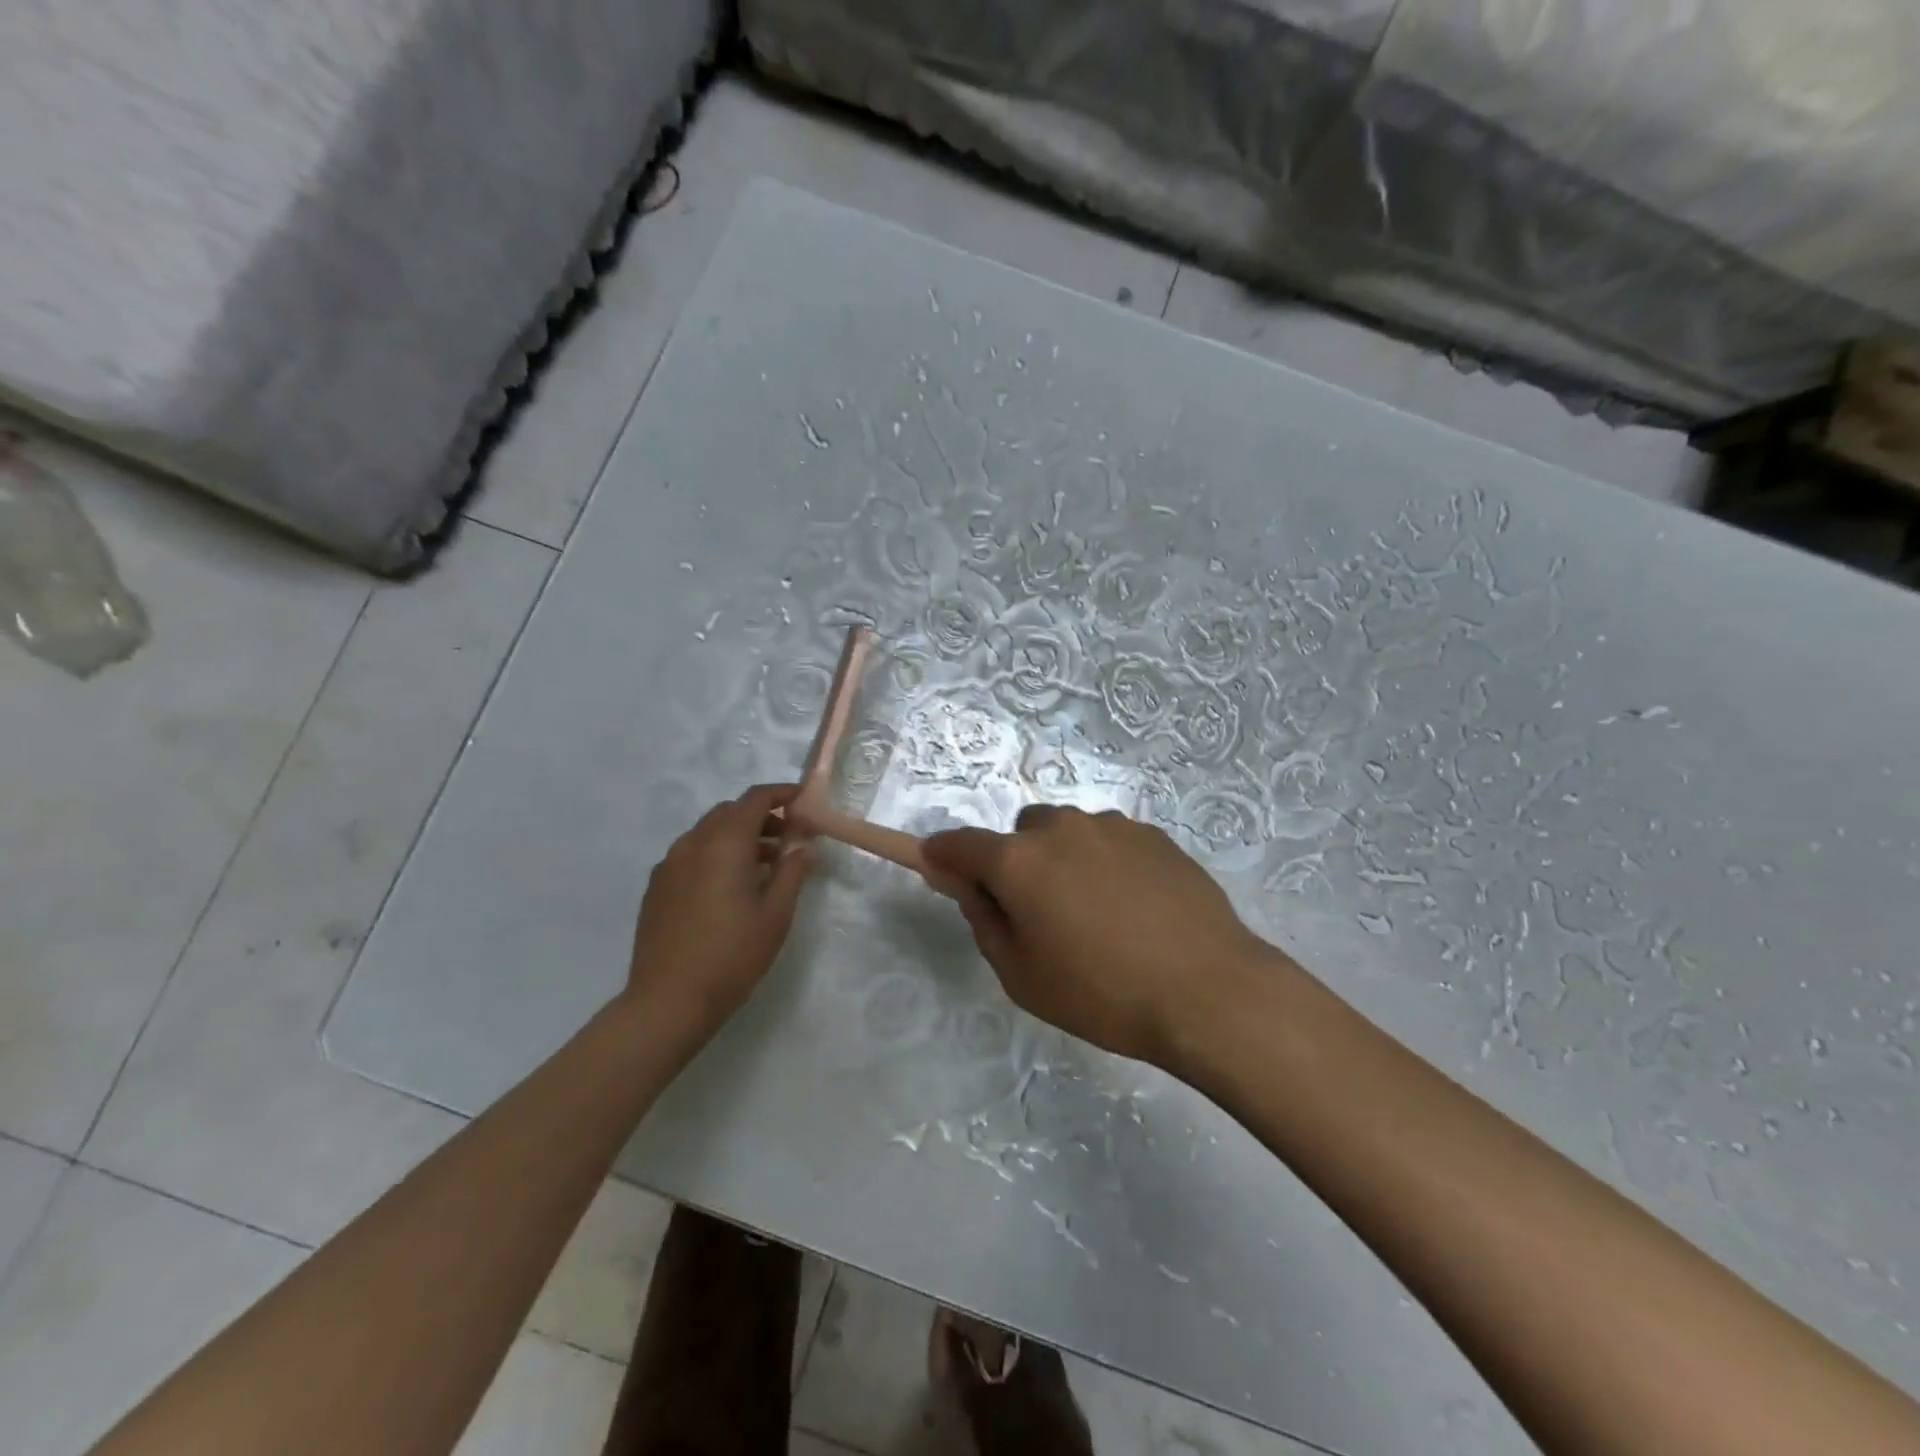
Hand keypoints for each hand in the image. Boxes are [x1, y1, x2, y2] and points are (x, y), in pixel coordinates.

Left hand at [625, 785, 815, 1038]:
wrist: (668, 1001)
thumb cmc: (732, 956)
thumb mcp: (775, 915)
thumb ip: (792, 872)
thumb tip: (803, 845)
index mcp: (724, 844)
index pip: (754, 800)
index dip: (780, 794)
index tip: (803, 800)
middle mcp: (692, 844)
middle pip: (729, 812)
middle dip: (761, 816)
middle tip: (789, 838)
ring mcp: (669, 864)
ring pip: (708, 832)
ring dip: (738, 836)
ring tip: (765, 866)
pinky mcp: (657, 886)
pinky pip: (691, 854)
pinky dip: (716, 854)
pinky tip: (730, 887)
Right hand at [921, 806, 1278, 1067]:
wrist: (1208, 990)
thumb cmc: (1102, 993)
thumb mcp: (1022, 974)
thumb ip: (981, 918)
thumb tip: (960, 881)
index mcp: (1019, 861)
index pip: (960, 844)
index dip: (943, 856)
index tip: (941, 871)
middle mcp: (1060, 828)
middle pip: (1019, 834)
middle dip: (1017, 863)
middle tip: (1042, 915)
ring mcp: (1111, 826)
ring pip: (1067, 833)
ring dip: (1064, 860)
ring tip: (1099, 916)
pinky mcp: (1152, 834)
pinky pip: (1108, 841)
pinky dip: (1105, 863)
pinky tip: (1135, 908)